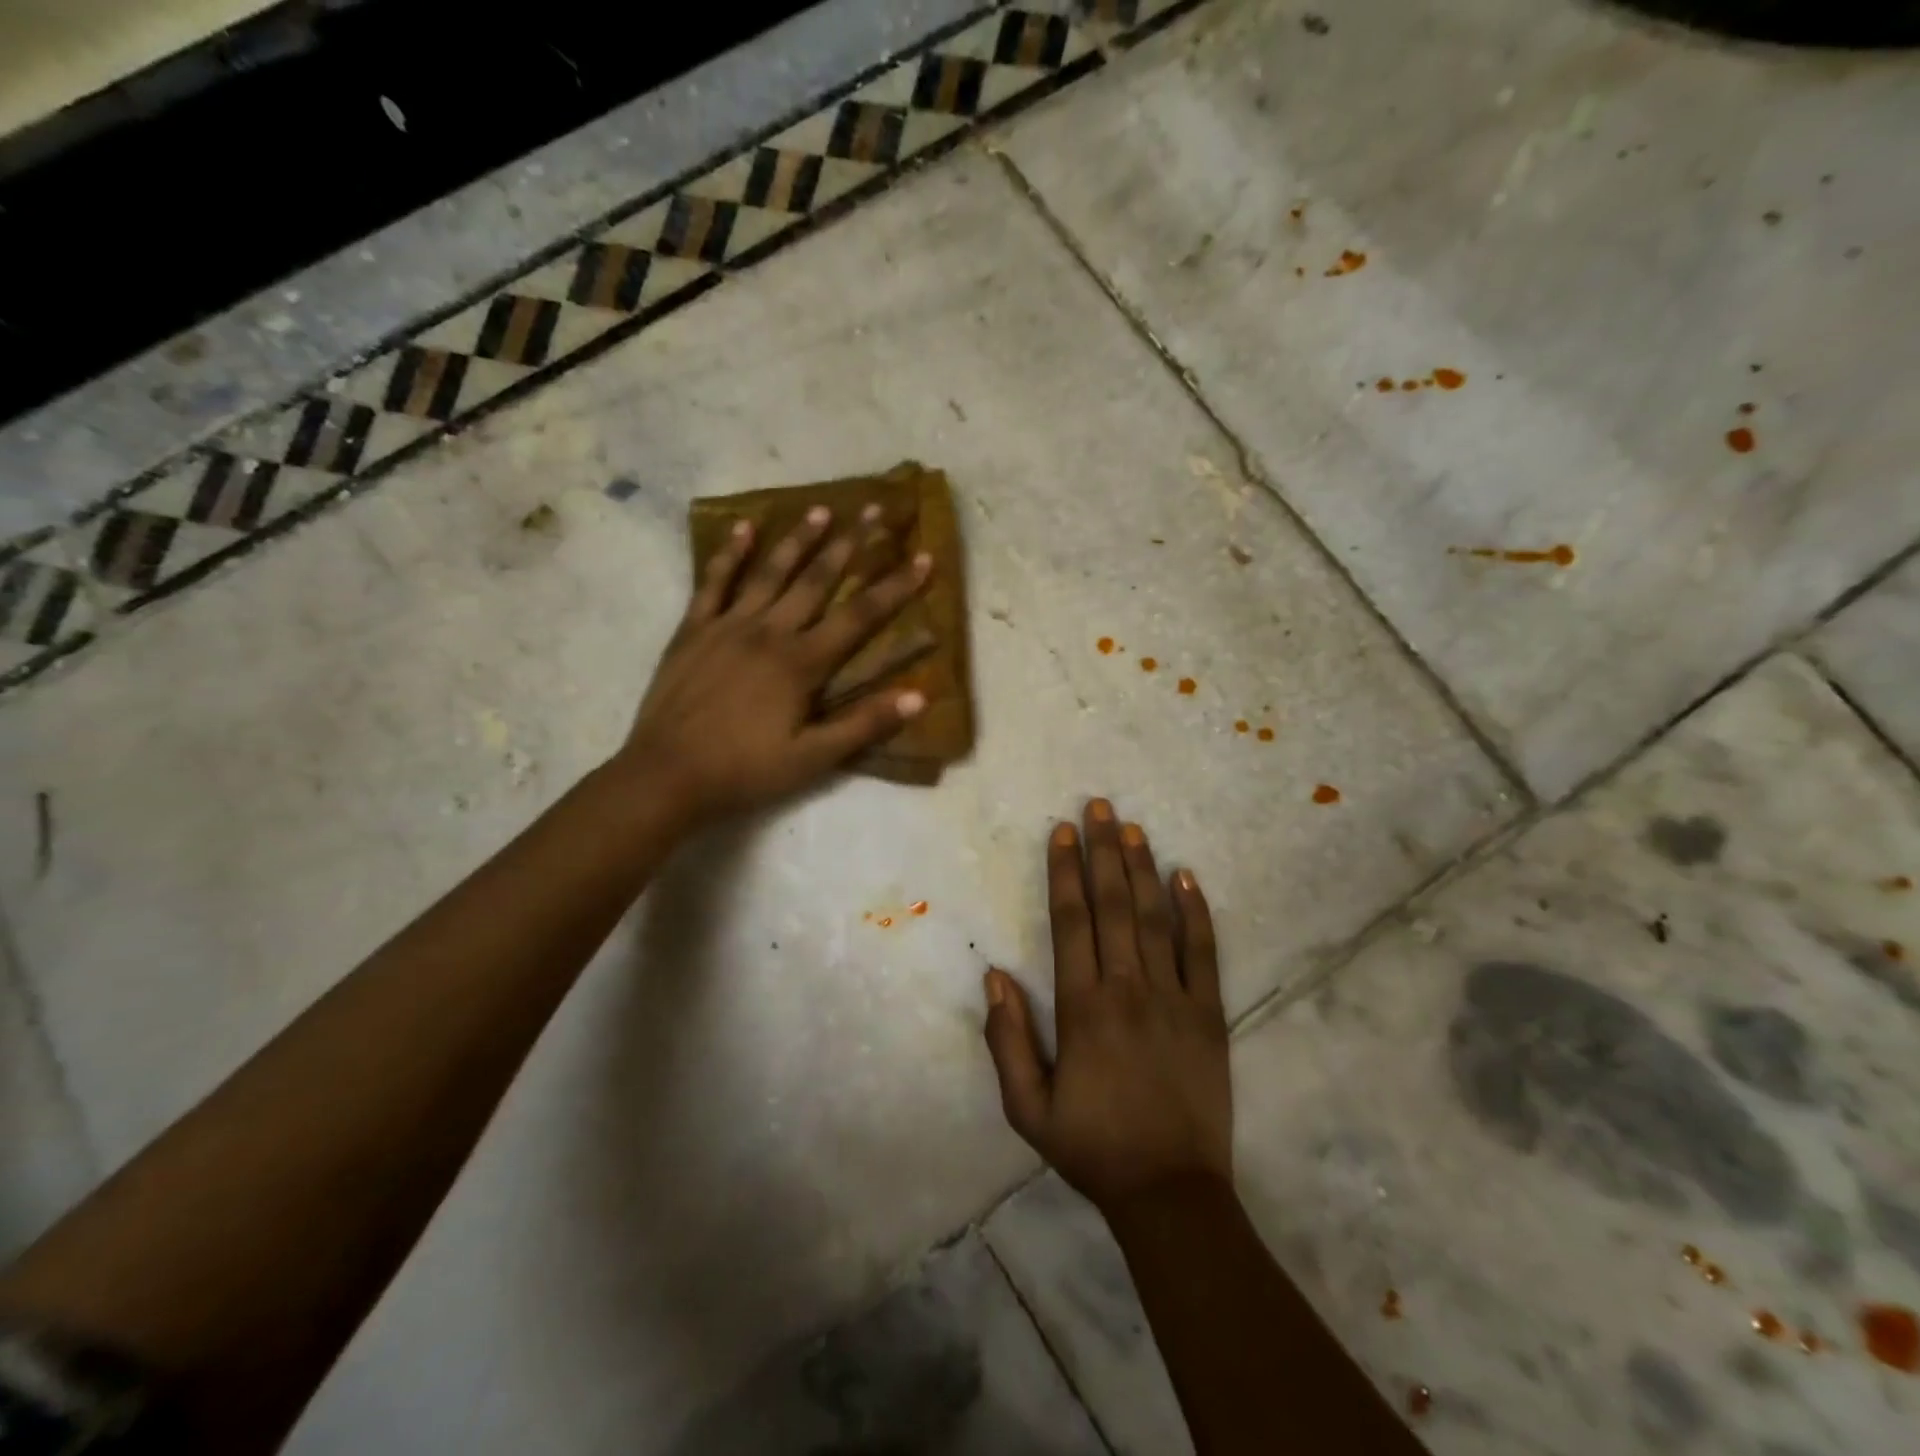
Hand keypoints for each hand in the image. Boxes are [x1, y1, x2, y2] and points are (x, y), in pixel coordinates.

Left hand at [615, 505, 930, 825]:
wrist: (667, 775)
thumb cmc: (745, 771)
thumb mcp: (813, 759)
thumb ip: (864, 725)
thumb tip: (919, 697)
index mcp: (801, 663)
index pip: (860, 616)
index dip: (895, 586)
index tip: (923, 557)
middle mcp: (769, 632)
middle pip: (817, 580)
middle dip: (850, 544)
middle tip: (873, 508)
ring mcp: (727, 626)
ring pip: (769, 572)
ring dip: (798, 539)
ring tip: (821, 510)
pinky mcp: (693, 630)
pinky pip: (713, 583)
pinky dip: (729, 554)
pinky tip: (743, 528)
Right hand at [983, 800, 1231, 1214]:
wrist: (1170, 1192)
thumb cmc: (1093, 1147)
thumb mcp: (1027, 1109)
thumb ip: (1007, 1041)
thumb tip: (995, 978)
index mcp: (1083, 1008)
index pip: (1072, 922)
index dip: (1065, 872)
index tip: (1061, 832)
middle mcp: (1128, 989)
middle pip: (1114, 906)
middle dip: (1103, 851)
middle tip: (1098, 806)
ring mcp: (1175, 998)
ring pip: (1155, 918)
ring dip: (1143, 868)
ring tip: (1132, 827)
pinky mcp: (1210, 1014)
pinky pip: (1204, 952)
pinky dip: (1196, 912)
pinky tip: (1186, 877)